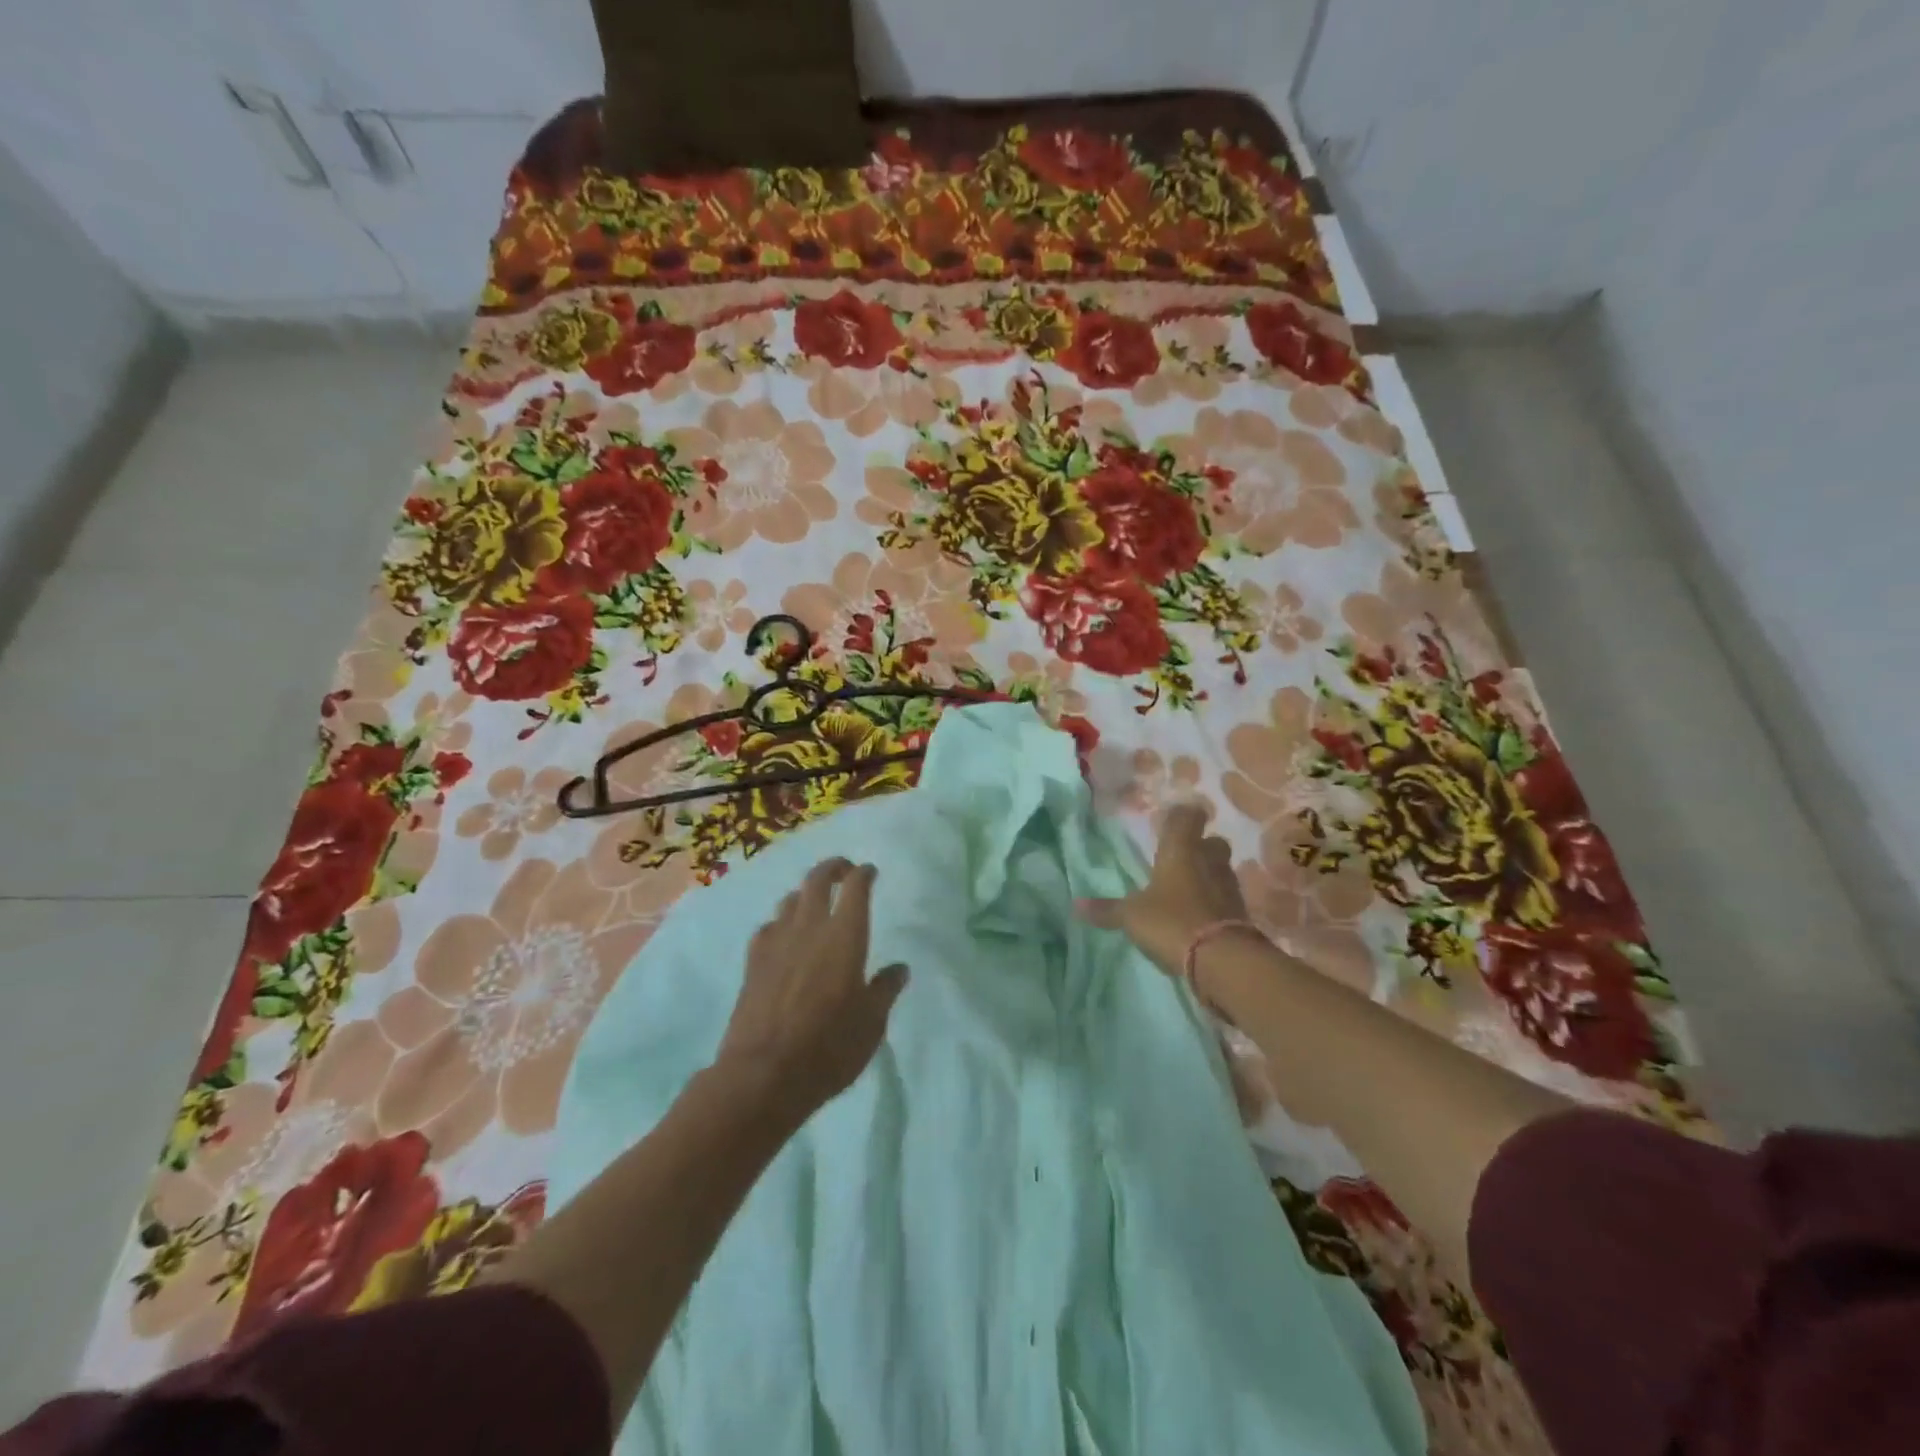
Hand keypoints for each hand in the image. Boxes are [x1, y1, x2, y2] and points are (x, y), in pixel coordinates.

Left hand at [715, 859, 908, 1119]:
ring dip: (805, 893)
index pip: (855, 888)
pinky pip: (768, 927)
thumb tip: (899, 969)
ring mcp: (776, 942)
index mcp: (845, 936)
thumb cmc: (828, 1048)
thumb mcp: (872, 1024)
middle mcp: (809, 928)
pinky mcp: (753, 962)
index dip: (864, 874)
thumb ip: (885, 989)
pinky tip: (783, 935)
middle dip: (832, 868)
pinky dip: (780, 922)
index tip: (870, 871)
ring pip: (790, 900)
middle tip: (843, 870)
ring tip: (815, 901)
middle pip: (817, 880)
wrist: (763, 1075)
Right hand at [1076, 804, 1250, 976]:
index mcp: (1180, 850)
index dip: (1183, 815)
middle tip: (1181, 857)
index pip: (1187, 816)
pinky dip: (1215, 901)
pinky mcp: (1241, 912)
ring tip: (1187, 889)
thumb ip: (1107, 910)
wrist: (1222, 959)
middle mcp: (1209, 860)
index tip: (1174, 820)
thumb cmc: (1171, 921)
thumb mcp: (1132, 917)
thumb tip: (1076, 905)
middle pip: (1213, 842)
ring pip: (1221, 869)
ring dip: (1208, 874)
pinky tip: (1199, 914)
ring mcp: (1229, 886)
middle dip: (1200, 846)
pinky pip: (1226, 896)